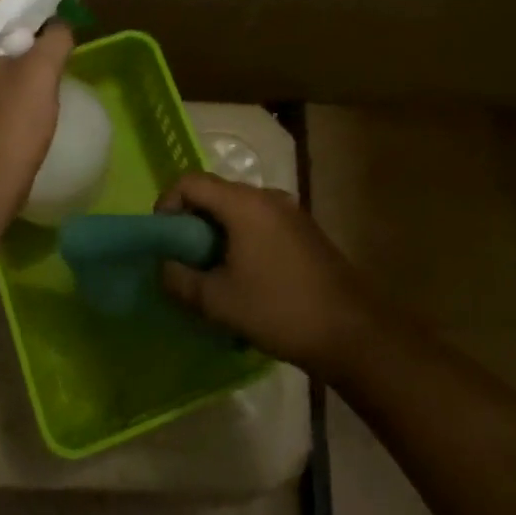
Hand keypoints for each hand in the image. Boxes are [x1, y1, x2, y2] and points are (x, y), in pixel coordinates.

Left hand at [0, 16, 74, 215]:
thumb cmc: (10, 123)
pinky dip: (19, 91)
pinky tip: (39, 102)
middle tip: (62, 46)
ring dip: (27, 68)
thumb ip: (55, 39)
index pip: (0, 13)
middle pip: (0, 40)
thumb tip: (60, 26)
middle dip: (32, 41)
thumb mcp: (40, 72)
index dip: (33, 9)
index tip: (62, 15)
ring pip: (1, 68)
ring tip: (55, 73)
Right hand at [155, 172, 381, 375]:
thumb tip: (165, 267)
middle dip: (191, 222)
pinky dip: (242, 239)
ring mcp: (290, 212)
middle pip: (215, 193)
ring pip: (238, 210)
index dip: (167, 204)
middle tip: (183, 259)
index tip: (163, 239)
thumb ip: (180, 280)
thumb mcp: (218, 301)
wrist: (352, 332)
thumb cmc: (279, 309)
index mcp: (244, 204)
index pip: (190, 182)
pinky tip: (245, 278)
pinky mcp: (305, 231)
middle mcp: (267, 197)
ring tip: (212, 273)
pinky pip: (260, 223)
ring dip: (217, 233)